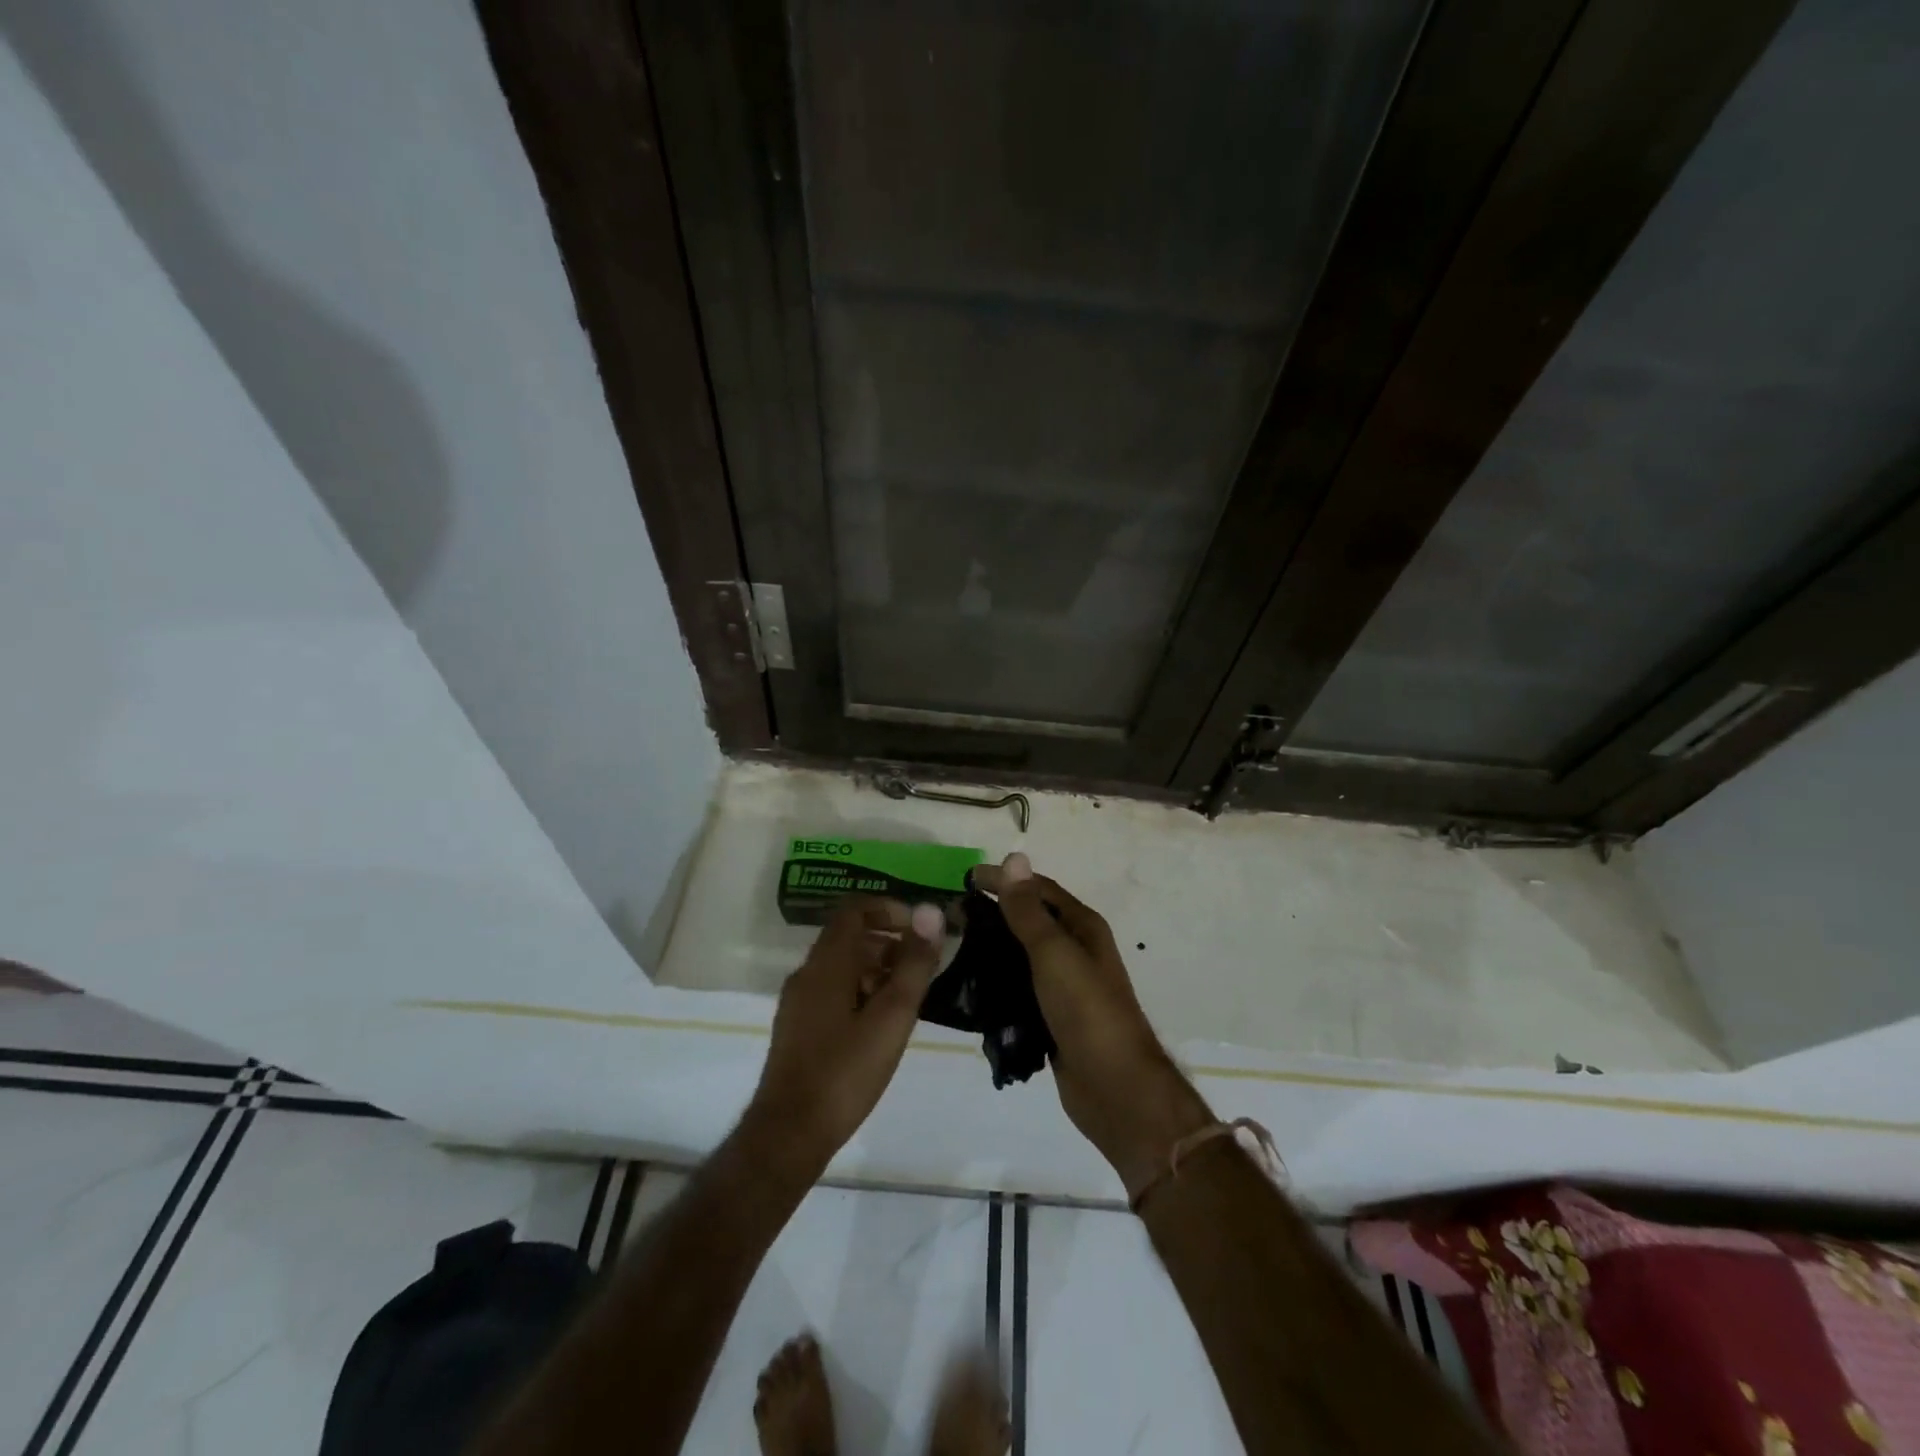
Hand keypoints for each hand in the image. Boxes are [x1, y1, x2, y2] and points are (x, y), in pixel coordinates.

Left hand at [747, 898, 943, 1171]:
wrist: (789, 1134)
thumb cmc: (845, 1071)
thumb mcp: (892, 1016)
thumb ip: (914, 963)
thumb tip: (931, 912)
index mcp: (827, 963)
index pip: (855, 909)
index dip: (889, 909)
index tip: (920, 930)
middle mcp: (807, 973)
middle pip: (849, 937)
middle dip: (889, 941)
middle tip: (923, 966)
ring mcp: (798, 1002)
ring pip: (841, 966)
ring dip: (877, 968)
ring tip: (908, 997)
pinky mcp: (797, 1028)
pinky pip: (832, 990)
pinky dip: (860, 990)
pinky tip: (881, 1024)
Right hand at [971, 854, 1212, 1196]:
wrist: (1115, 1088)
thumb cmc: (1087, 1011)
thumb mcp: (1054, 953)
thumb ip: (1028, 910)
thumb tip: (1013, 858)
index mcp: (1083, 928)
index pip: (1039, 889)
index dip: (1005, 880)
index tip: (964, 879)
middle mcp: (1077, 951)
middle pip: (1030, 921)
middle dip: (994, 914)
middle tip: (952, 916)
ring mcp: (1066, 986)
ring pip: (1023, 956)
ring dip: (993, 949)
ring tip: (954, 948)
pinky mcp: (1053, 1017)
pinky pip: (1020, 990)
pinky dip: (998, 983)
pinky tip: (971, 988)